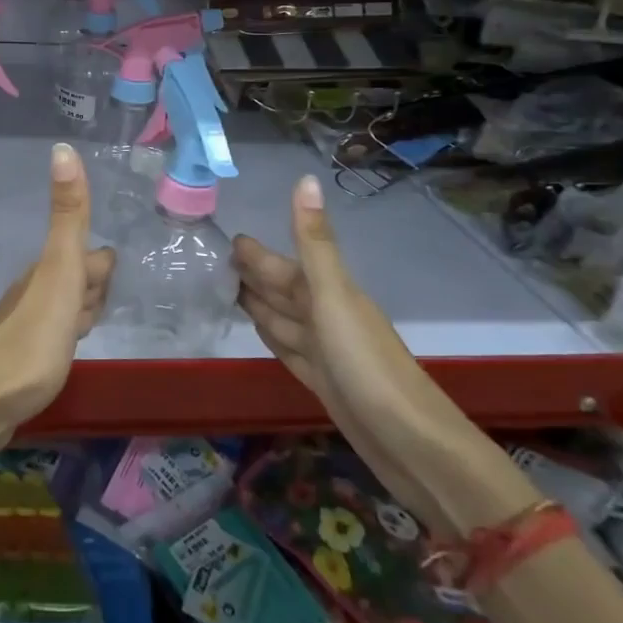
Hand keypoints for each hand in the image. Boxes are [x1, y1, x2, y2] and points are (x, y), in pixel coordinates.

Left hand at [0, 142, 112, 446]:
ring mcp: (28, 326)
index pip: (89, 257)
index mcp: (47, 271)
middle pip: (76, 279)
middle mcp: (36, 292)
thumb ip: (68, 215)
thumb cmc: (32, 337)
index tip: (116, 272)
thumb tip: (63, 148)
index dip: (102, 267)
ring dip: (81, 310)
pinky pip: (54, 335)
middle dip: (94, 285)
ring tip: (91, 322)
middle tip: (105, 301)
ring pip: (65, 307)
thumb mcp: (60, 270)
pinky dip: (68, 335)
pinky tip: (68, 348)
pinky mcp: (25, 359)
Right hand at [235, 175, 538, 538]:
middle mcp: (326, 316)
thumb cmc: (366, 364)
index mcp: (327, 292)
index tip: (224, 237)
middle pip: (280, 290)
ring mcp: (325, 351)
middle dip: (251, 274)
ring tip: (224, 290)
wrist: (411, 444)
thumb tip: (306, 178)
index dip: (254, 253)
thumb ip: (314, 242)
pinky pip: (288, 348)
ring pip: (282, 318)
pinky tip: (258, 330)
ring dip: (256, 303)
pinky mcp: (323, 382)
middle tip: (211, 260)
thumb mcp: (334, 296)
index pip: (282, 265)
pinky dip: (271, 335)